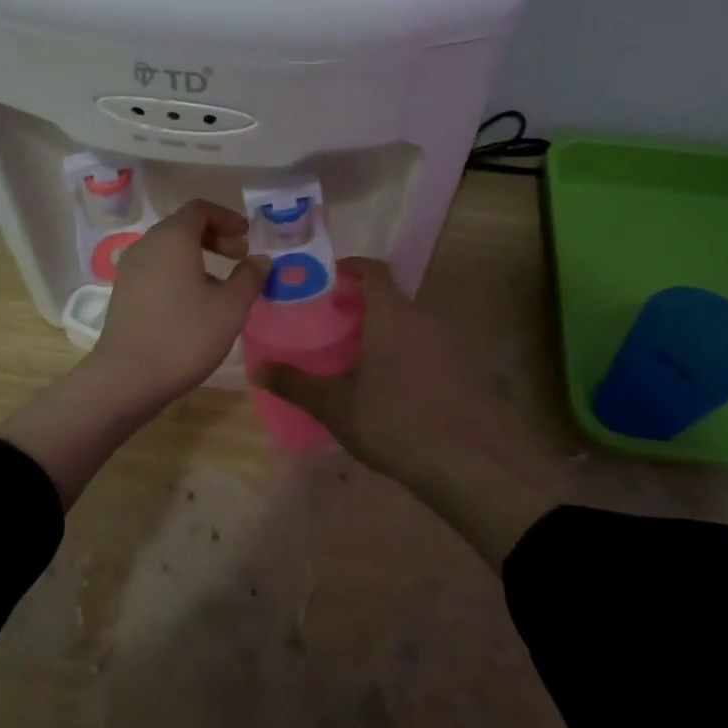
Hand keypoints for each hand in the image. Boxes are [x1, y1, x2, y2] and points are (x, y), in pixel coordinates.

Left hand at [1, 200, 265, 509]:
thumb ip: (250, 277)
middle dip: (215, 237)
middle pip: (183, 227)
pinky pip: (157, 269)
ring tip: (222, 284)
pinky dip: (180, 272)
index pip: (199, 209)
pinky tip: (195, 303)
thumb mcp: (230, 307)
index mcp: (172, 238)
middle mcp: (147, 245)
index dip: (227, 217)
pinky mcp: (123, 293)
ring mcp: (130, 269)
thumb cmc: (185, 335)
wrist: (128, 377)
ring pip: (169, 250)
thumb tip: (260, 259)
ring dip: (198, 257)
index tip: (247, 235)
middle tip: (240, 257)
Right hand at [250, 258, 560, 565]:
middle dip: (365, 306)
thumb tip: (257, 370)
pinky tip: (398, 389)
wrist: (470, 460)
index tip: (330, 278)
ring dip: (389, 332)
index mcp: (391, 314)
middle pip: (392, 298)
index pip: (373, 270)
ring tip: (363, 359)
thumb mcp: (336, 405)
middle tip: (337, 326)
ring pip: (413, 325)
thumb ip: (295, 384)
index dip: (351, 267)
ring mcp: (452, 343)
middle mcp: (425, 318)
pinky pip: (431, 349)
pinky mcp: (468, 370)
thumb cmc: (394, 420)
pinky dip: (411, 355)